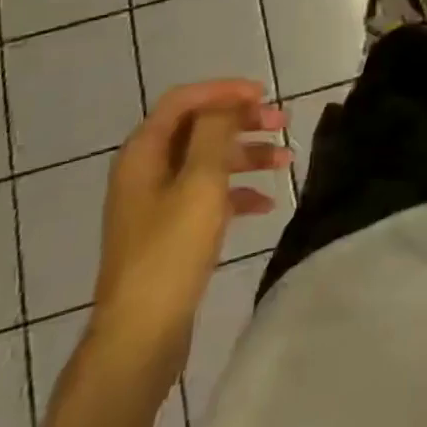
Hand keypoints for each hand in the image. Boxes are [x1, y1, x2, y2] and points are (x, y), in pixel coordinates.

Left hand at [86, 81, 288, 393]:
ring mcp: (156, 203)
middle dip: (242, 122)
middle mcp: (146, 170)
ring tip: (286, 162)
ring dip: (247, 156)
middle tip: (282, 124)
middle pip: (199, 129)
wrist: (140, 335)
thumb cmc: (171, 250)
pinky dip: (237, 192)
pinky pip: (207, 196)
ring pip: (207, 162)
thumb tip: (227, 103)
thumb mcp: (200, 181)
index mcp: (144, 152)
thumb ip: (215, 133)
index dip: (224, 91)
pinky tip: (265, 205)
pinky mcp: (169, 232)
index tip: (263, 95)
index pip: (184, 100)